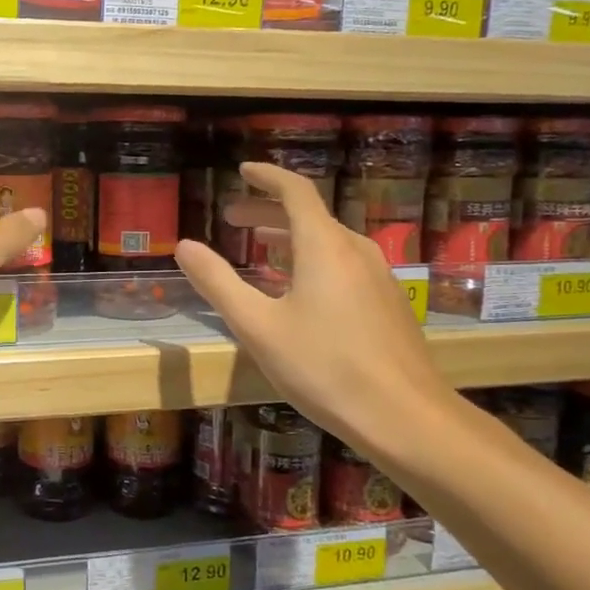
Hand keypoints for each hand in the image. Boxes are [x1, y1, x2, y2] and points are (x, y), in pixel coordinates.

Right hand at [175, 161, 455, 461]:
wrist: (405, 417)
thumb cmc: (323, 367)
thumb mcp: (257, 326)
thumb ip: (218, 282)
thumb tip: (184, 246)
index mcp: (324, 246)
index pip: (294, 191)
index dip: (267, 177)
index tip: (242, 171)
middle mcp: (355, 251)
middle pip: (310, 216)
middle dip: (268, 211)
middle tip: (233, 219)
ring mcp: (378, 277)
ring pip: (328, 242)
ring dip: (290, 238)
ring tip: (259, 250)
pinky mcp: (387, 304)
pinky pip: (343, 266)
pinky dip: (311, 262)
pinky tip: (297, 292)